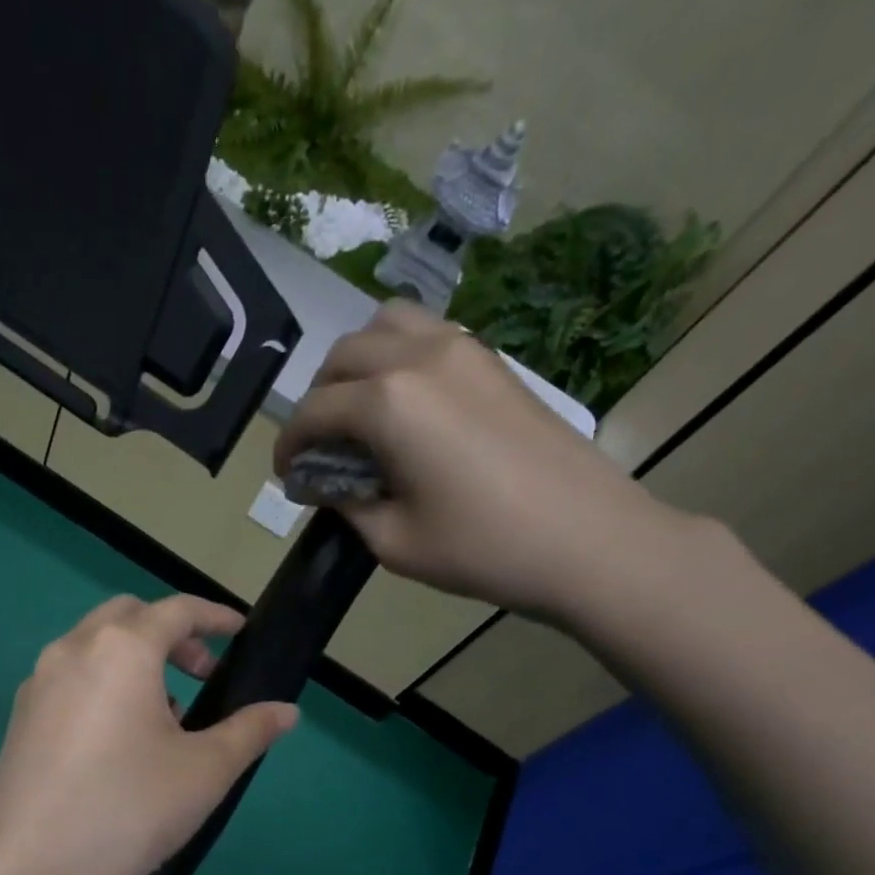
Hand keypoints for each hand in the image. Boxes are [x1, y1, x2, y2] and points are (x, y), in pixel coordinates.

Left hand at [0, 594, 297, 874]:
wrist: (34, 873)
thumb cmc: (132, 809)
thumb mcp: (206, 770)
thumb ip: (250, 731)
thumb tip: (287, 712)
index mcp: (121, 649)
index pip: (176, 610)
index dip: (214, 616)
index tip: (240, 631)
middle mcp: (71, 651)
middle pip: (127, 617)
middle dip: (171, 634)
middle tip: (201, 674)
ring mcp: (37, 684)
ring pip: (93, 648)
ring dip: (134, 660)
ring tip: (164, 715)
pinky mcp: (18, 720)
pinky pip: (69, 681)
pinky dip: (102, 685)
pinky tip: (118, 740)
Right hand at [276, 300, 696, 625]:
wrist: (587, 540)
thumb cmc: (482, 549)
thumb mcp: (393, 541)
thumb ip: (346, 502)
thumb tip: (323, 481)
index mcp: (388, 403)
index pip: (313, 411)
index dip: (288, 446)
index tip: (286, 477)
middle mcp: (418, 357)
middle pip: (342, 357)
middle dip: (317, 401)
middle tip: (320, 449)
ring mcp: (462, 348)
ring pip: (384, 326)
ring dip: (356, 364)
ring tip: (358, 414)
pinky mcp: (492, 358)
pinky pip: (426, 333)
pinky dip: (397, 355)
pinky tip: (403, 404)